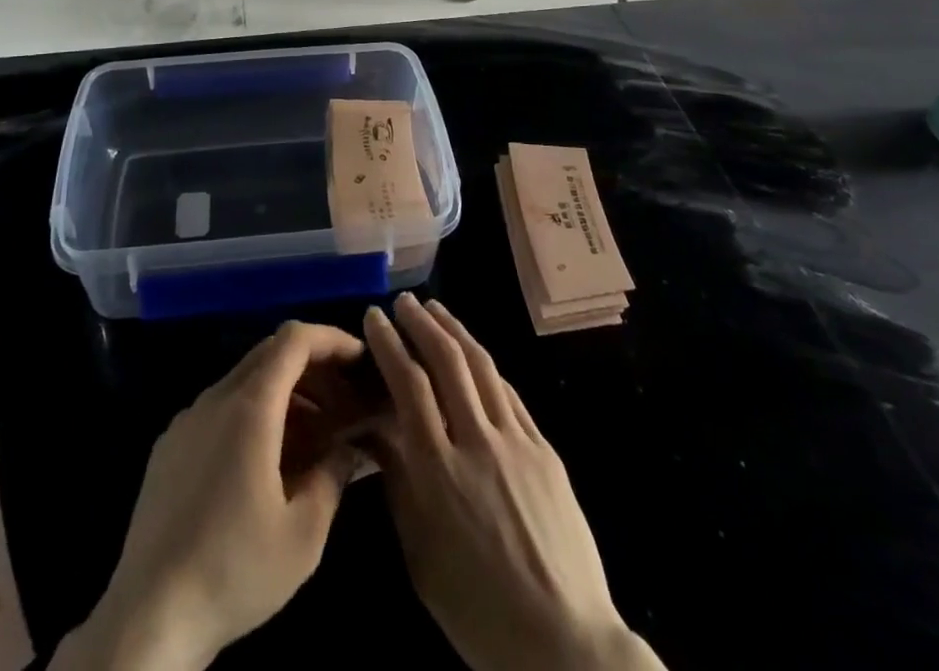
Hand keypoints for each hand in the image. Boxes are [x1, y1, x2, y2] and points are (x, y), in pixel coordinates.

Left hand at [55, 321, 371, 670]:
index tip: (359, 359)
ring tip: (314, 436)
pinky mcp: (169, 446)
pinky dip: (253, 413)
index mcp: (250, 408)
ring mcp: (187, 420)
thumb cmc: (234, 570)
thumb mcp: (304, 535)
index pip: (294, 340)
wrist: (149, 616)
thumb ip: (333, 476)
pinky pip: (219, 408)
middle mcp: (215, 398)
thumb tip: (349, 445)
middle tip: (343, 400)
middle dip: (312, 367)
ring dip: (284, 393)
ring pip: (244, 380)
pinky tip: (266, 461)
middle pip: (270, 353)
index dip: (330, 339)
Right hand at [363, 295, 664, 670]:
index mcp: (438, 471)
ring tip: (437, 310)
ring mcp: (516, 442)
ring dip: (456, 331)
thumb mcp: (420, 555)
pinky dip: (487, 366)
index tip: (374, 317)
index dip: (389, 344)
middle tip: (404, 302)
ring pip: (482, 367)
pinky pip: (510, 394)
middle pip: (447, 361)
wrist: (565, 642)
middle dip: (422, 324)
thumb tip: (376, 429)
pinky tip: (475, 356)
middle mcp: (477, 442)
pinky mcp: (544, 450)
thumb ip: (398, 483)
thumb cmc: (477, 610)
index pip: (408, 384)